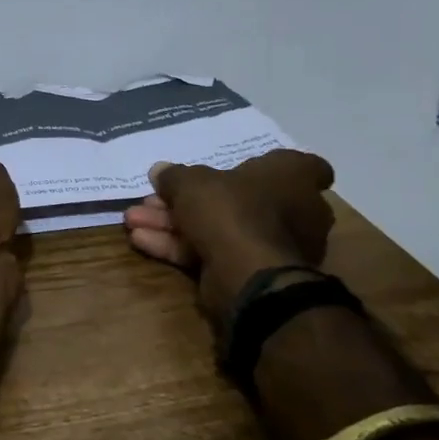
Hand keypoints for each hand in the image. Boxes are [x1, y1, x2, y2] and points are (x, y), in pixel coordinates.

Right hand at [122, 150, 336, 317]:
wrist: (248, 275)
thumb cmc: (232, 210)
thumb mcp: (192, 183)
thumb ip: (174, 176)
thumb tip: (160, 171)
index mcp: (293, 179)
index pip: (304, 166)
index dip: (272, 164)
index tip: (244, 165)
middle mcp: (293, 211)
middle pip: (238, 198)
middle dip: (191, 199)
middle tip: (154, 198)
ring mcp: (273, 245)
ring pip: (218, 227)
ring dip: (174, 223)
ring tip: (134, 220)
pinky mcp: (252, 272)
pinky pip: (212, 252)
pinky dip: (178, 246)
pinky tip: (142, 240)